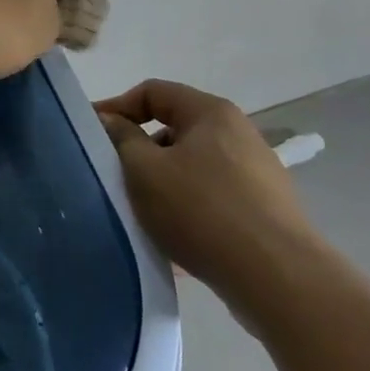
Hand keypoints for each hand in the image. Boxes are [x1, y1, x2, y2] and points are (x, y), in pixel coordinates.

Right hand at [97, 80, 321, 326]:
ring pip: (191, 167)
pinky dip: (186, 208)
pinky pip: (211, 198)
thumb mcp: (145, 170)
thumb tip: (110, 120)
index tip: (92, 134)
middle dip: (139, 151)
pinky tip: (173, 238)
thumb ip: (121, 139)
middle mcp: (238, 134)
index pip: (153, 91)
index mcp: (211, 112)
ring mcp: (256, 173)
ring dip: (161, 183)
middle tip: (114, 177)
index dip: (117, 107)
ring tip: (141, 213)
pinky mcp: (264, 211)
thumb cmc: (202, 211)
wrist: (277, 279)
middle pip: (173, 129)